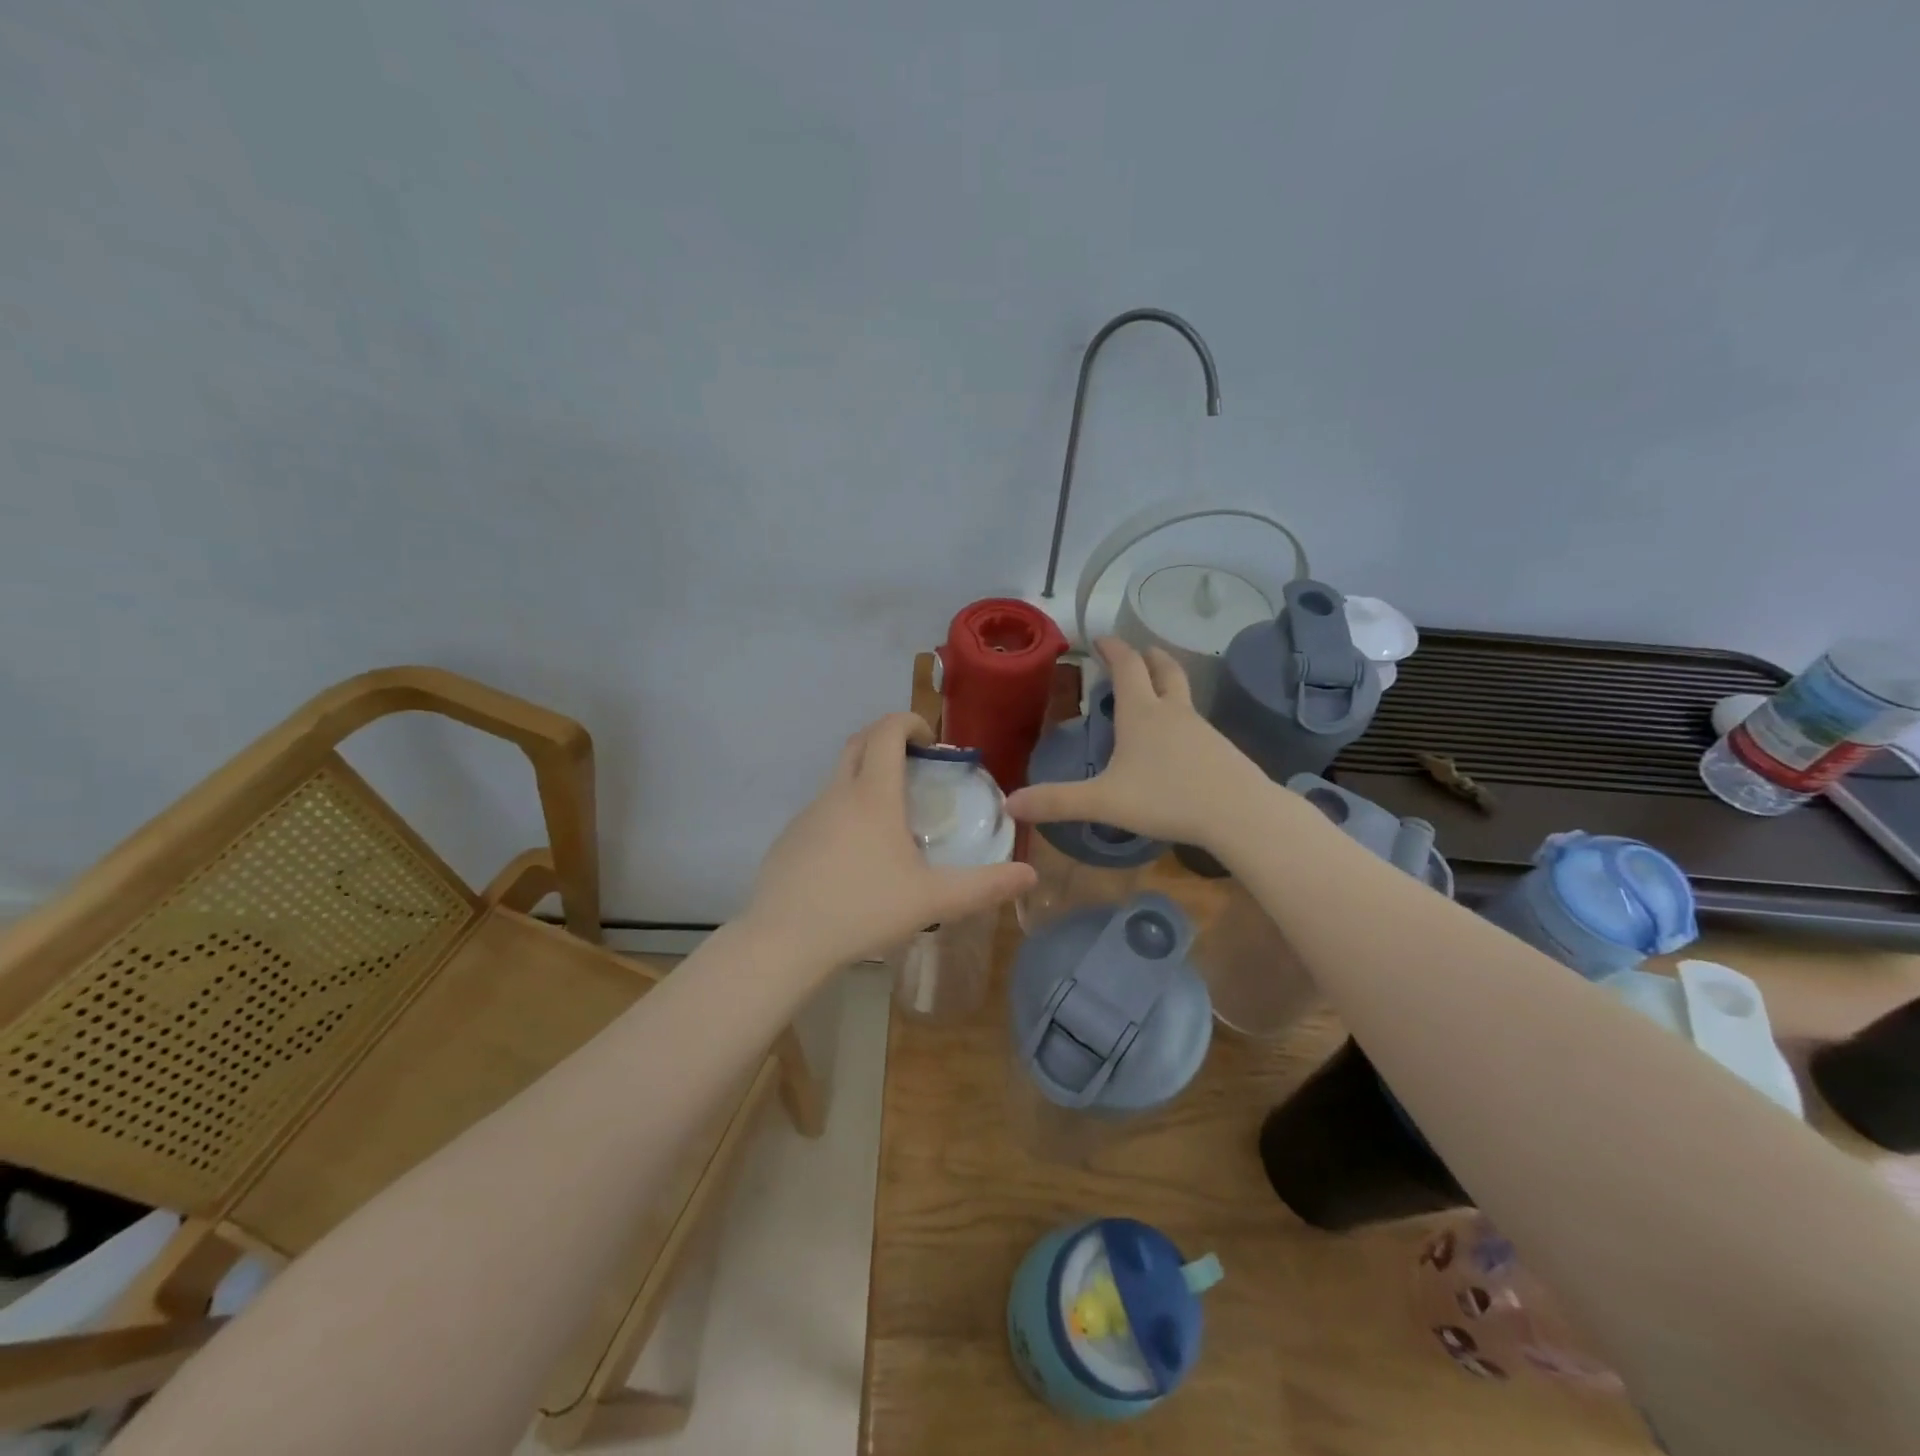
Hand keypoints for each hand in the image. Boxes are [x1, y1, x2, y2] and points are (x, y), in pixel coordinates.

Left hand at [743, 712, 1035, 972]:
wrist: (785, 941)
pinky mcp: (789, 839)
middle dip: (886, 740)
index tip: (931, 743)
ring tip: (891, 821)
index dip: (910, 722)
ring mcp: (807, 815)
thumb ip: (985, 886)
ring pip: (838, 778)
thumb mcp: (932, 900)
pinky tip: (855, 858)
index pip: (887, 731)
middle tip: (914, 767)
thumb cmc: (864, 909)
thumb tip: (1031, 875)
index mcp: (873, 795)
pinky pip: (822, 811)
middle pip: (859, 743)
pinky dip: (844, 813)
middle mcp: (837, 793)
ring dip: (865, 779)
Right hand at [1005, 638, 1275, 850]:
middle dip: (1149, 657)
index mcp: (1141, 713)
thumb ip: (1057, 801)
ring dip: (1167, 686)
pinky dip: (1181, 719)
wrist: (1240, 813)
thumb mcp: (1104, 801)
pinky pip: (1196, 724)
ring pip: (1183, 696)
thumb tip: (1010, 804)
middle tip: (1139, 651)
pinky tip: (1177, 744)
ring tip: (1154, 697)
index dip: (1112, 649)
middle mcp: (1173, 712)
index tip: (1101, 638)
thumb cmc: (1167, 798)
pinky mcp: (1220, 750)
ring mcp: (1202, 729)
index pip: (1126, 666)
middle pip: (1164, 670)